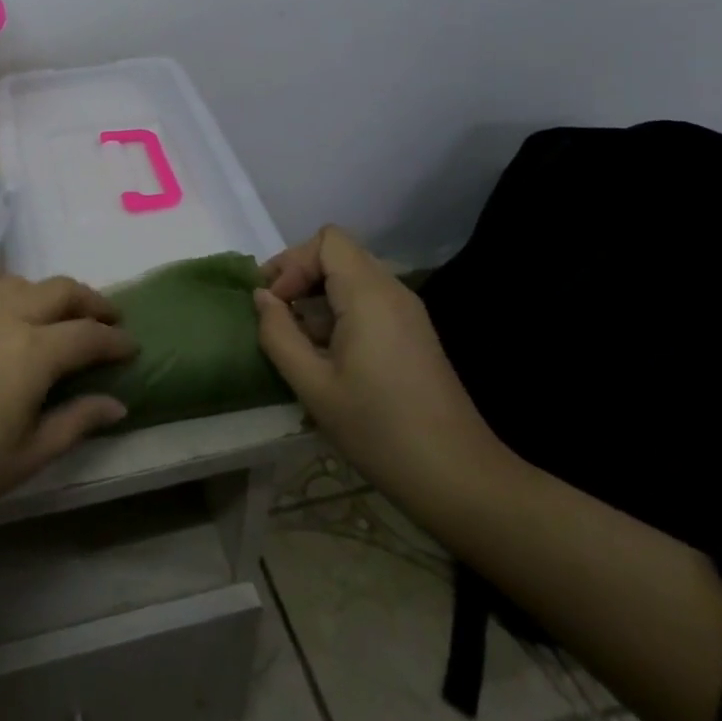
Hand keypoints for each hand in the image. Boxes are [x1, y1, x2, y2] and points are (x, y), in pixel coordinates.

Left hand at [0, 268, 137, 550]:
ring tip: (53, 314)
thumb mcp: (24, 459)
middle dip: (92, 303)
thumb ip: (74, 423)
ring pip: (20, 281)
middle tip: (106, 320)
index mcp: (34, 353)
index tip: (131, 347)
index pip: (89, 335)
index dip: (116, 340)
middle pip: (61, 292)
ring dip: (47, 293)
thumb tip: (117, 403)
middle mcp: (4, 315)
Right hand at [255, 226, 501, 501]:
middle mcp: (392, 291)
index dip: (293, 262)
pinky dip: (340, 312)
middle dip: (300, 275)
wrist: (459, 479)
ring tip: (298, 340)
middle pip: (338, 253)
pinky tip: (328, 355)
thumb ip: (279, 334)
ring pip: (352, 277)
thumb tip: (261, 298)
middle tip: (275, 315)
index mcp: (369, 295)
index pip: (327, 241)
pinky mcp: (414, 333)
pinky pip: (368, 300)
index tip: (276, 303)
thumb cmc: (380, 431)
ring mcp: (408, 312)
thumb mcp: (314, 387)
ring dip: (318, 296)